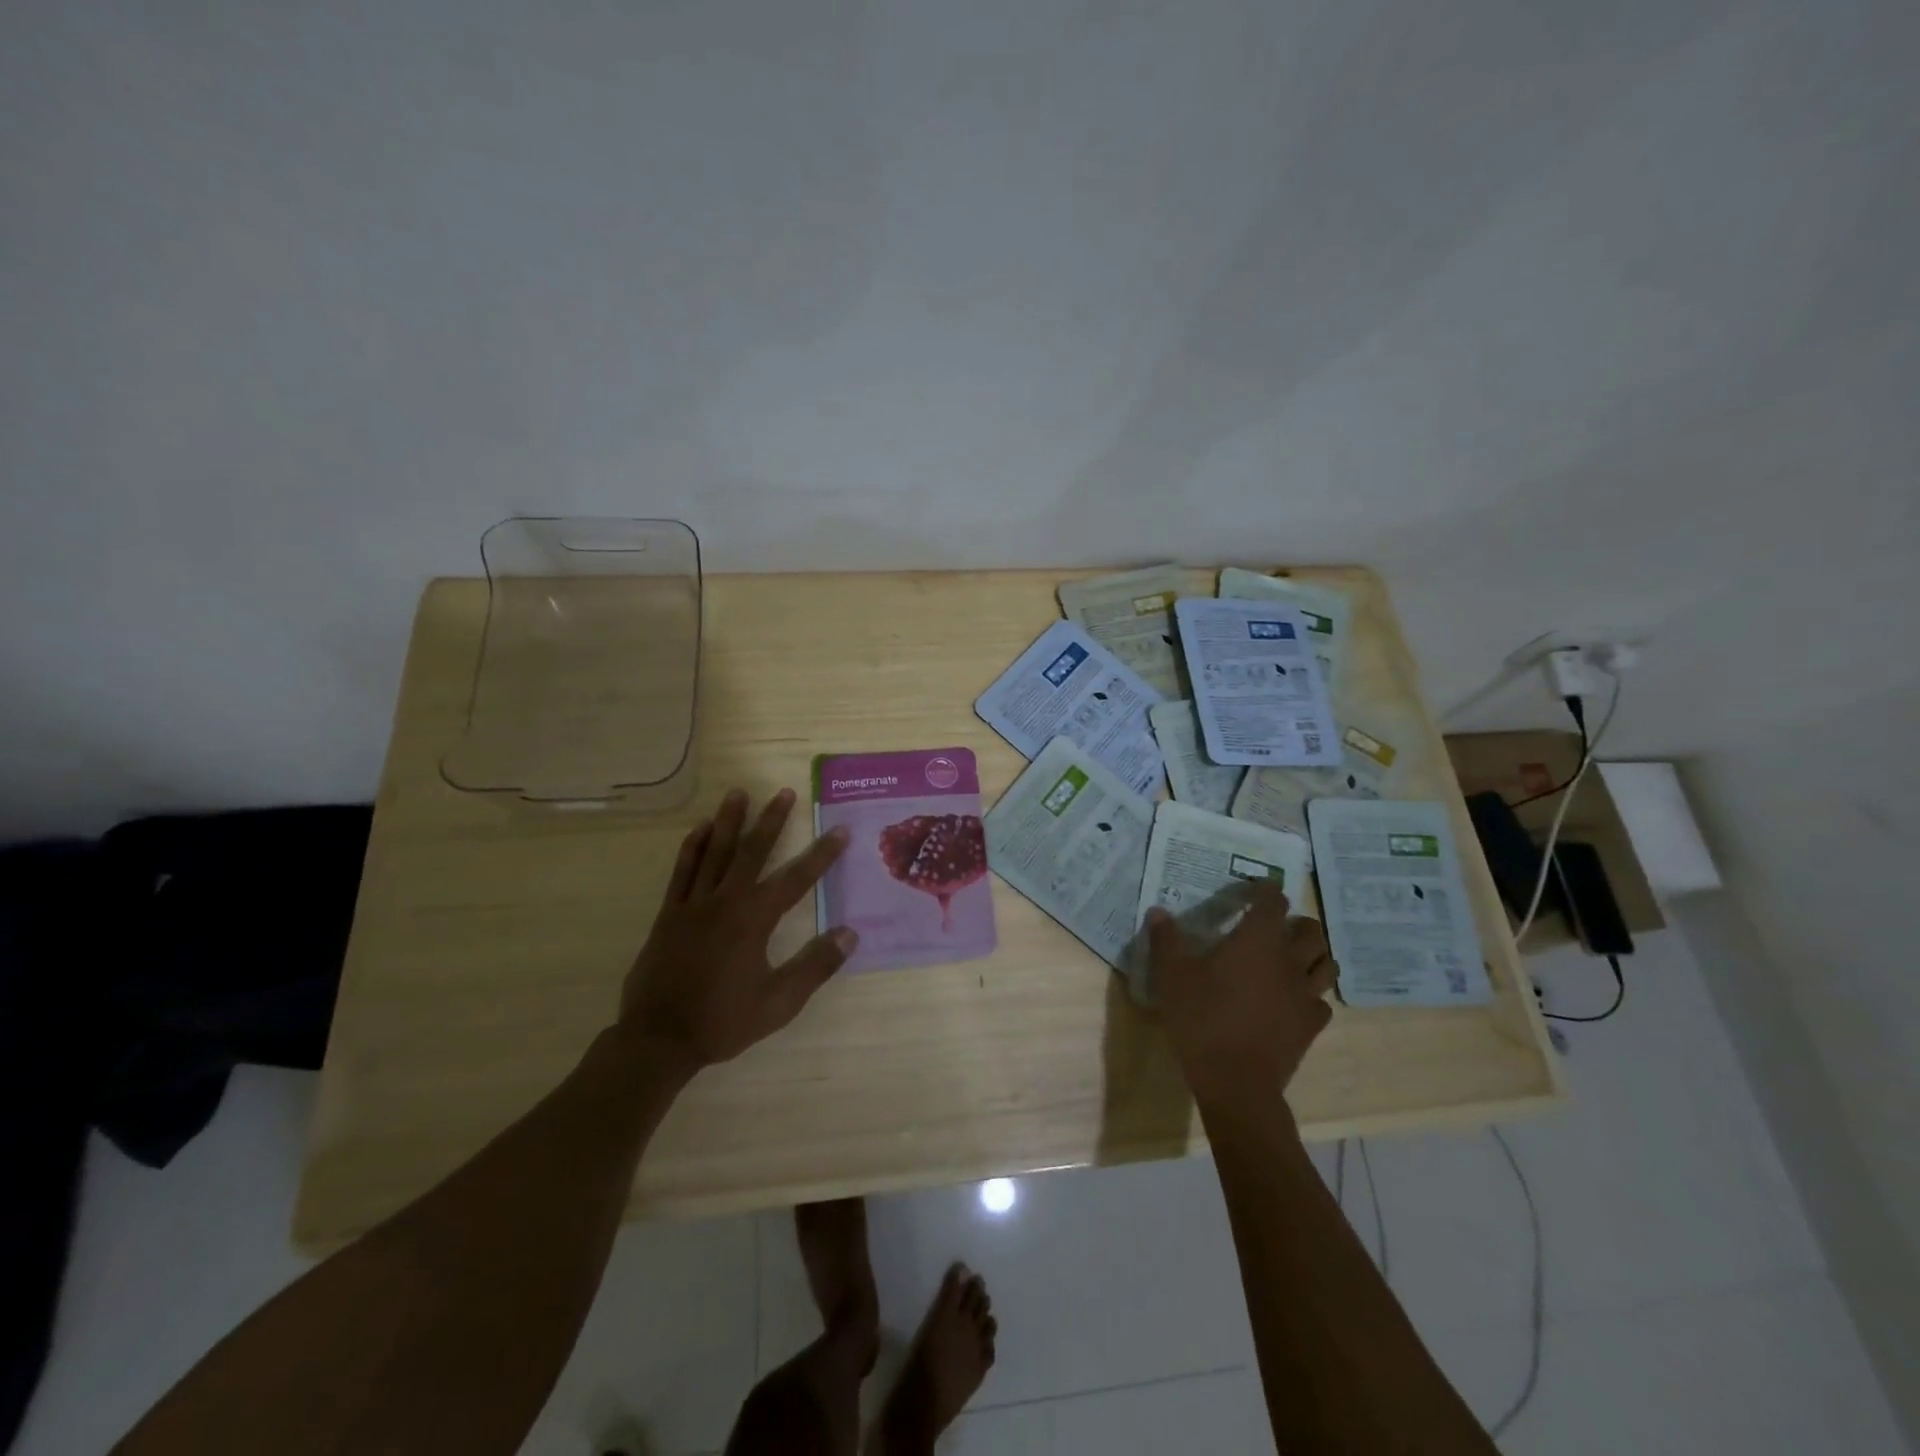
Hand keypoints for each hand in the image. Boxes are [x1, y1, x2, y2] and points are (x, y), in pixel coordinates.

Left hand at [620, 787, 856, 1073]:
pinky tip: (699, 830)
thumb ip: (815, 966)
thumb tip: (850, 935)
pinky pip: (681, 872)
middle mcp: (724, 902)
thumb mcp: (779, 1003)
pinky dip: (691, 848)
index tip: (840, 831)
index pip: (796, 879)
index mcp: (753, 921)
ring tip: (738, 793)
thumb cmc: (723, 1021)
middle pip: (751, 852)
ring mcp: (692, 905)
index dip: (821, 855)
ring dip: (728, 821)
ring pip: (713, 853)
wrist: (659, 1040)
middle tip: (783, 793)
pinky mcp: (668, 914)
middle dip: (771, 821)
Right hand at [1145, 885, 1336, 1115]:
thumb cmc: (1202, 1020)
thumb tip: (1158, 911)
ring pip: (1327, 964)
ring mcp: (1305, 995)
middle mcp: (1288, 961)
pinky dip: (1312, 995)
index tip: (1256, 889)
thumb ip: (1166, 940)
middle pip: (1311, 931)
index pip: (1273, 902)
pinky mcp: (1311, 1026)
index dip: (1267, 891)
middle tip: (1277, 927)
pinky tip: (1294, 1000)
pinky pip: (1322, 1002)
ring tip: (1294, 958)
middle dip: (1297, 923)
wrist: (1236, 1082)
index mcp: (1257, 941)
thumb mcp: (1172, 977)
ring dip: (1314, 955)